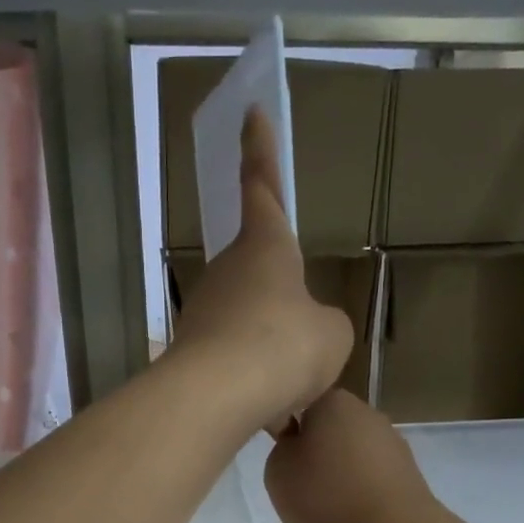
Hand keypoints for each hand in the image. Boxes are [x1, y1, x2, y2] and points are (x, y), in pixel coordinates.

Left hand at [170, 107, 352, 432]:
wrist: (219, 396)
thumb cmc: (285, 346)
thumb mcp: (332, 334)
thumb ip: (324, 324)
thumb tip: (306, 332)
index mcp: (265, 247)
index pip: (264, 186)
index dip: (260, 151)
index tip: (250, 113)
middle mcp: (228, 271)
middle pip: (256, 269)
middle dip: (279, 295)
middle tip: (301, 332)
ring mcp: (204, 311)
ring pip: (247, 321)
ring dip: (268, 346)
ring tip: (292, 384)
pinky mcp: (191, 352)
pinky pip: (234, 361)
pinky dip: (254, 380)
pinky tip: (268, 409)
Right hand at [264, 390, 440, 522]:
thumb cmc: (326, 497)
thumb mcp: (277, 471)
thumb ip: (282, 450)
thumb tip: (298, 449)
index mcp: (334, 402)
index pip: (301, 407)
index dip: (287, 436)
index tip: (283, 466)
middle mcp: (368, 416)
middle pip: (328, 440)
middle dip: (314, 468)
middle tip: (298, 500)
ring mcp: (394, 448)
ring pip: (349, 470)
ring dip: (335, 493)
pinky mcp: (409, 479)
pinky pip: (369, 492)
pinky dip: (356, 510)